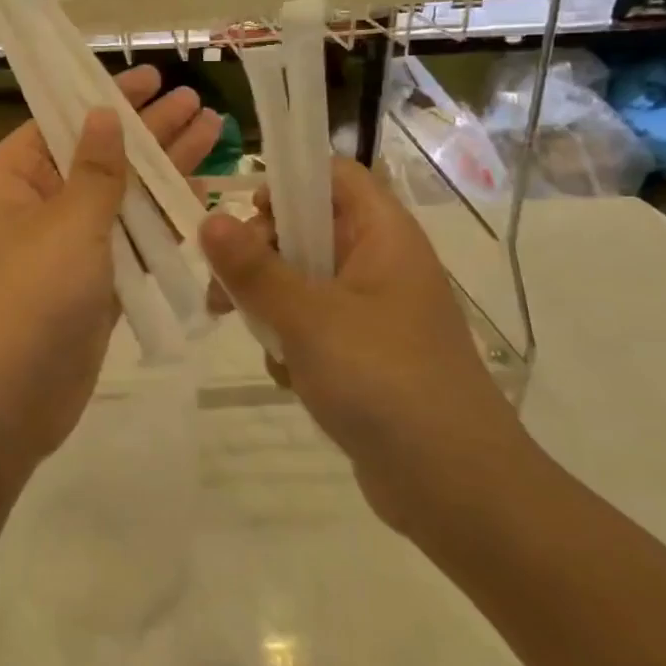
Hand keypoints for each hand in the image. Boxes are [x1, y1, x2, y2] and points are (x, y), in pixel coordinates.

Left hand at [0, 66, 222, 474]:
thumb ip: (96, 170)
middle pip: (98, 158)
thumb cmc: (26, 300)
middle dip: (148, 132)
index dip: (107, 97)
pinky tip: (198, 197)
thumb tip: (102, 113)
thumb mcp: (67, 224)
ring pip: (118, 202)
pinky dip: (159, 225)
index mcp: (10, 180)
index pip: (61, 122)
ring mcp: (61, 251)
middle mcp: (33, 208)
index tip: (152, 77)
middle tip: (197, 103)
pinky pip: (126, 245)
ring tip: (212, 134)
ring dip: (162, 174)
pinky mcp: (87, 289)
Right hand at [199, 158, 537, 532]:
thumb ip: (253, 268)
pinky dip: (291, 343)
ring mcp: (374, 312)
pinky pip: (313, 326)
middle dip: (260, 255)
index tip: (245, 214)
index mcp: (383, 235)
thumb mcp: (308, 317)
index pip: (334, 175)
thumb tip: (208, 219)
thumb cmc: (385, 381)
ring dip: (269, 304)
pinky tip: (288, 376)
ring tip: (253, 336)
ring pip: (302, 281)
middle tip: (223, 287)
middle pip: (308, 229)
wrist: (457, 490)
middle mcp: (381, 264)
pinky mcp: (364, 355)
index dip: (288, 181)